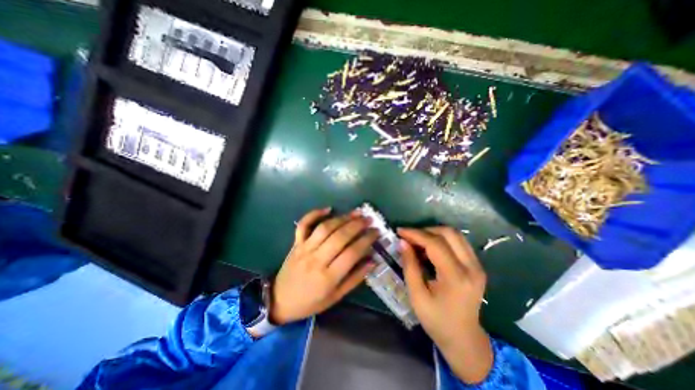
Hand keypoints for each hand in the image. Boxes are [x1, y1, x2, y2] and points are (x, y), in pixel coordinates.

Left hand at [272, 209, 379, 323]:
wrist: (279, 300)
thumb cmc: (311, 301)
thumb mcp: (336, 297)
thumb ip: (355, 278)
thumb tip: (373, 261)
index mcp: (328, 277)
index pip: (352, 253)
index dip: (366, 240)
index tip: (376, 232)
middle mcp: (316, 259)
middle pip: (339, 237)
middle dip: (357, 225)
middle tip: (369, 219)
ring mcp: (304, 249)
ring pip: (325, 228)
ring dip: (342, 218)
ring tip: (356, 212)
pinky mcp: (296, 243)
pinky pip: (303, 224)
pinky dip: (314, 214)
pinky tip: (328, 209)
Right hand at [399, 225, 490, 383]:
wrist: (464, 339)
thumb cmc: (437, 321)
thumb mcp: (417, 296)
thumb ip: (409, 266)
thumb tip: (402, 242)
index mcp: (456, 278)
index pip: (435, 244)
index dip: (416, 234)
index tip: (400, 231)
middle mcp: (472, 267)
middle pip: (449, 233)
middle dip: (425, 230)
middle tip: (409, 237)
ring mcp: (477, 265)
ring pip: (455, 234)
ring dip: (433, 233)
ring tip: (417, 241)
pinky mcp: (477, 265)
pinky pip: (458, 242)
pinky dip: (441, 239)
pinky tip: (429, 248)